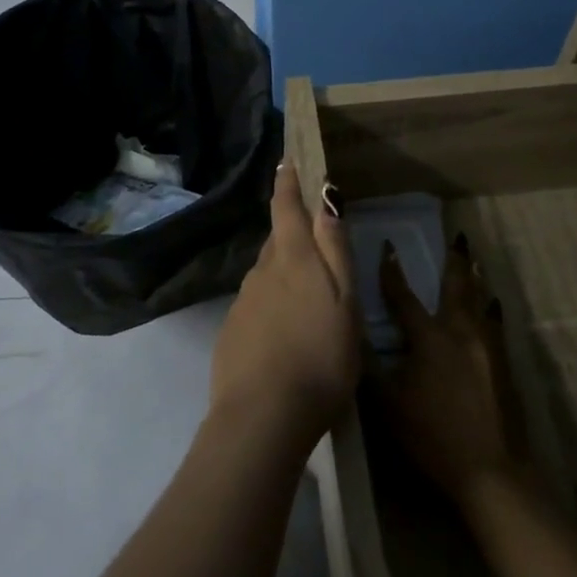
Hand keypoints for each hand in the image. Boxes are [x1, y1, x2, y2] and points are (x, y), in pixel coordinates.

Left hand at [209, 164, 360, 443]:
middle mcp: (262, 272)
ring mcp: (242, 303)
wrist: (263, 416)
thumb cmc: (320, 357)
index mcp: (293, 260)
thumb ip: (335, 250)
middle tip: (311, 237)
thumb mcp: (344, 302)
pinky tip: (284, 333)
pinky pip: (256, 306)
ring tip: (305, 295)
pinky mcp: (232, 333)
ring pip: (266, 275)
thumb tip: (326, 197)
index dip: (287, 182)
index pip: (286, 208)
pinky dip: (271, 307)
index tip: (286, 160)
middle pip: (277, 241)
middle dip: (291, 231)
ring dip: (283, 273)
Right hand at [379, 233, 524, 508]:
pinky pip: (495, 323)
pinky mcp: (505, 364)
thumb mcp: (389, 405)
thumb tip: (353, 332)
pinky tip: (492, 305)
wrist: (492, 470)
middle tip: (458, 236)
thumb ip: (371, 366)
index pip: (405, 297)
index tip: (388, 246)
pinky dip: (490, 307)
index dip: (392, 271)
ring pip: (481, 301)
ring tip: (474, 260)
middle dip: (455, 260)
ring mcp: (488, 347)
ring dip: (475, 278)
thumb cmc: (434, 437)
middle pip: (457, 287)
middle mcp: (461, 332)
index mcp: (430, 339)